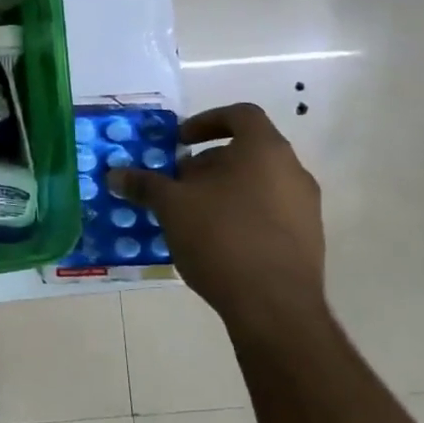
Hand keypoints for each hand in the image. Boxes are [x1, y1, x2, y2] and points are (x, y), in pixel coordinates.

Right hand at [107, 103, 327, 338]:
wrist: (275, 307)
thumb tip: (116, 174)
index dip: (206, 121)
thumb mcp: (171, 207)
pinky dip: (241, 214)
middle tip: (176, 183)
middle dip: (207, 163)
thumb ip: (145, 185)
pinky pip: (269, 212)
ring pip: (257, 183)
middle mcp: (293, 171)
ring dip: (222, 190)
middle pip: (247, 151)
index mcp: (264, 151)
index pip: (240, 115)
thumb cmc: (221, 238)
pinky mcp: (307, 240)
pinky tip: (214, 242)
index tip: (179, 141)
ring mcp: (305, 208)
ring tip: (190, 215)